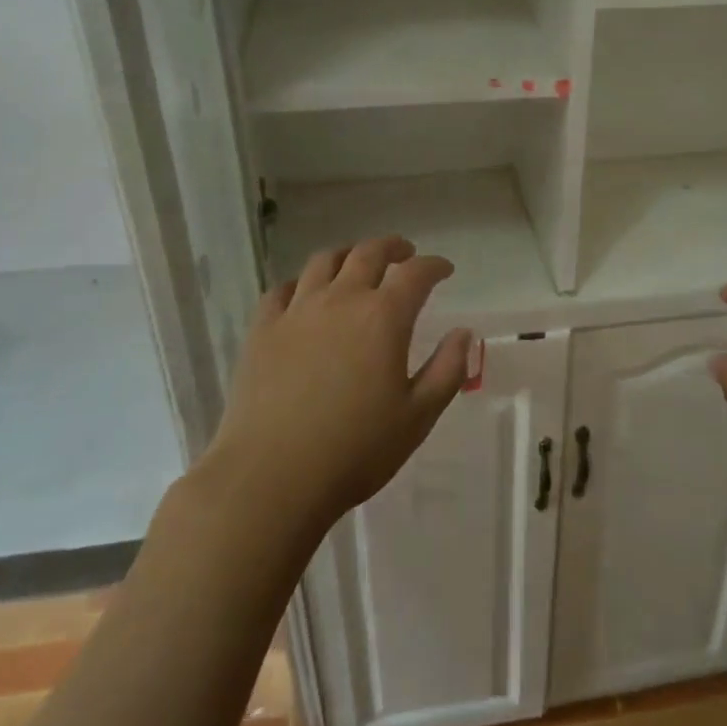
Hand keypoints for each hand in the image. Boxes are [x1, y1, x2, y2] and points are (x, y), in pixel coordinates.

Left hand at [206, 236, 470, 535]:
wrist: (271, 477)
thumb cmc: (354, 451)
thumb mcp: (418, 417)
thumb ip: (447, 370)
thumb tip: (464, 333)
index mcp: (383, 317)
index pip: (415, 273)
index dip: (434, 265)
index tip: (444, 269)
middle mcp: (341, 300)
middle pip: (368, 253)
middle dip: (392, 248)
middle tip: (405, 254)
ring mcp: (297, 311)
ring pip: (324, 262)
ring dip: (348, 255)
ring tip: (356, 264)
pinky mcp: (262, 330)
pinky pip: (282, 289)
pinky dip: (302, 283)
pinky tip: (305, 295)